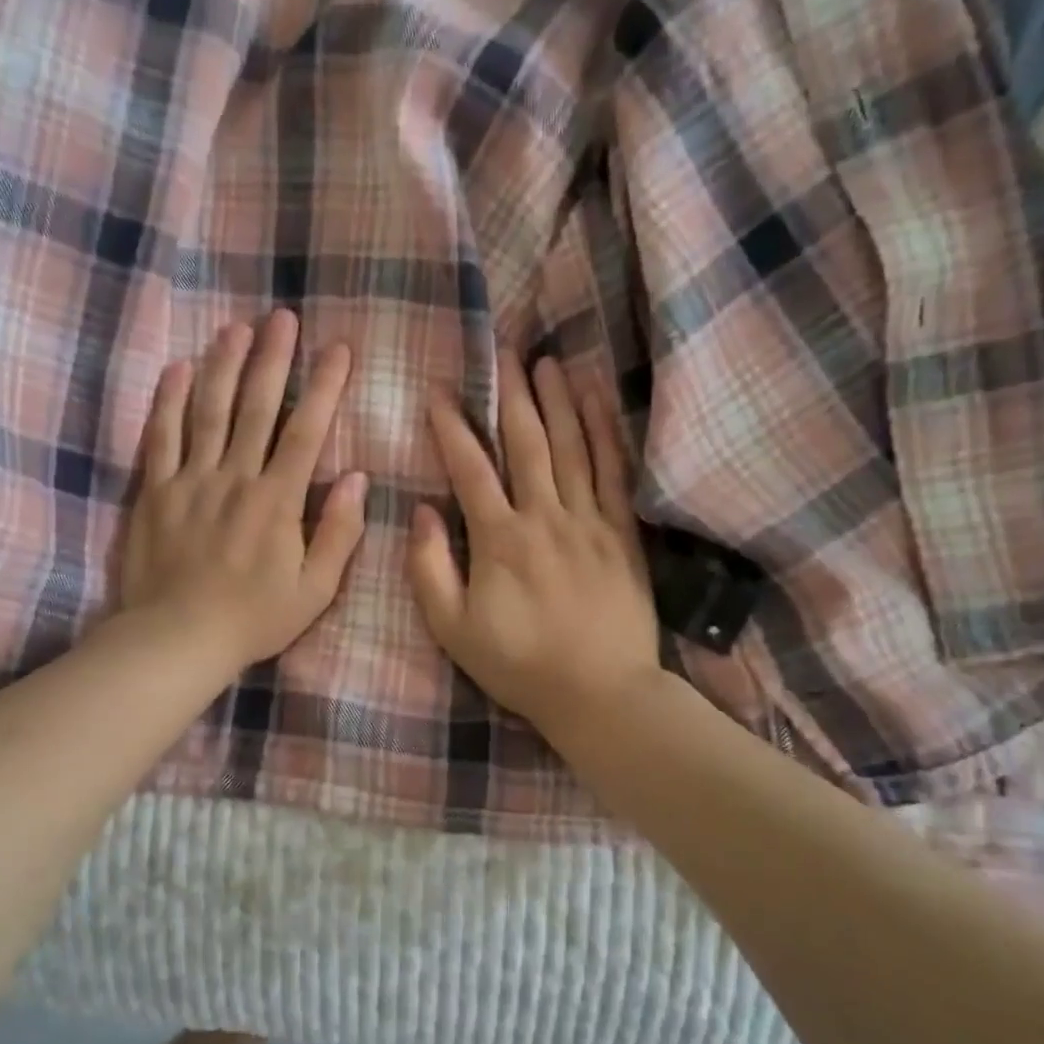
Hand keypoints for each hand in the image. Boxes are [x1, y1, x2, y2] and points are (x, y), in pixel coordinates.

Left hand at [119, 311, 367, 670]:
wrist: (177, 639)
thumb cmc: (253, 619)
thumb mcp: (314, 590)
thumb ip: (339, 533)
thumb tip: (358, 479)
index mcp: (277, 500)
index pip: (306, 431)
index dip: (324, 386)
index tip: (338, 349)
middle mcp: (235, 478)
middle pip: (255, 407)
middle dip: (272, 359)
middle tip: (281, 317)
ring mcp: (190, 480)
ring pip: (208, 411)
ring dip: (223, 365)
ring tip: (235, 327)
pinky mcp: (154, 492)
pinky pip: (160, 437)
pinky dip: (169, 401)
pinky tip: (177, 368)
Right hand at [408, 352, 659, 736]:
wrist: (600, 693)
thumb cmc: (519, 665)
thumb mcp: (453, 629)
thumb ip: (429, 569)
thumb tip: (422, 512)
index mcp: (499, 540)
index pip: (470, 469)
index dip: (452, 427)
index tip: (439, 391)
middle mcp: (544, 517)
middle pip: (526, 443)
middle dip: (511, 394)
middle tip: (504, 350)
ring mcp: (589, 521)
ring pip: (572, 446)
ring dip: (558, 400)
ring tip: (547, 361)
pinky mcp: (622, 533)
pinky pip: (614, 471)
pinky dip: (605, 431)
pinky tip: (598, 402)